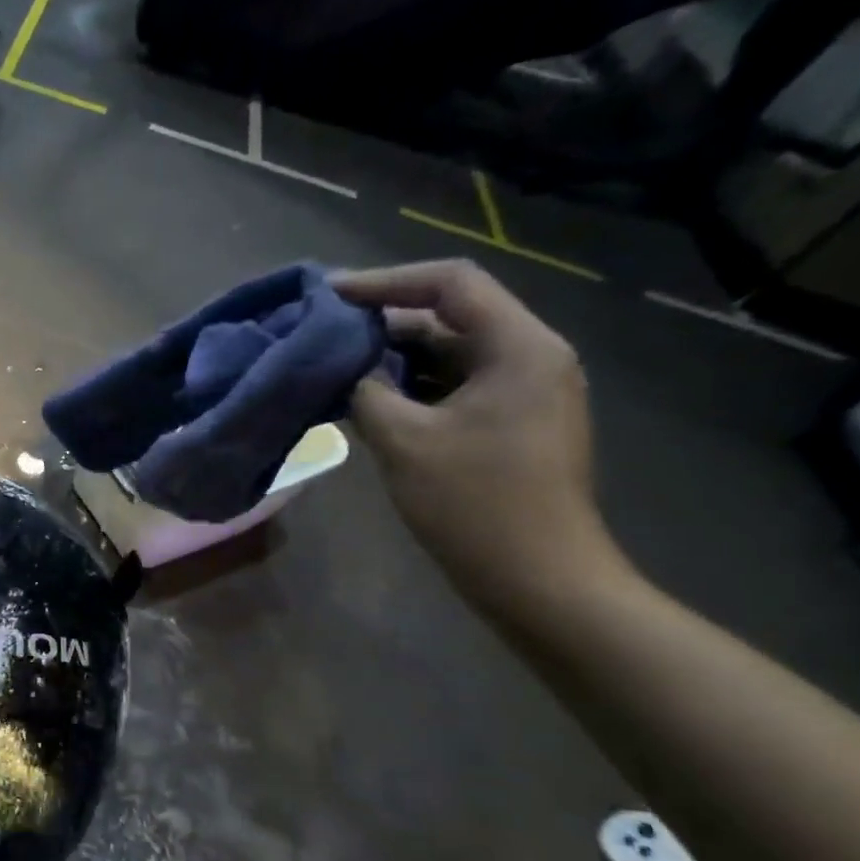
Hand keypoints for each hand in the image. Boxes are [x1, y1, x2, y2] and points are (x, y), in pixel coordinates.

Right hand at [332, 261, 625, 614]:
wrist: (538, 578)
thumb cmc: (474, 504)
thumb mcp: (405, 442)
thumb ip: (366, 393)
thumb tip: (339, 369)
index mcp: (518, 348)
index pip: (450, 284)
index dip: (384, 282)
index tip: (327, 295)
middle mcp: (529, 357)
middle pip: (450, 317)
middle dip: (383, 322)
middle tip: (321, 333)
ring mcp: (522, 392)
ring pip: (448, 355)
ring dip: (392, 358)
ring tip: (333, 367)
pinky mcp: (509, 423)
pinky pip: (453, 387)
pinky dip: (410, 388)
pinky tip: (365, 401)